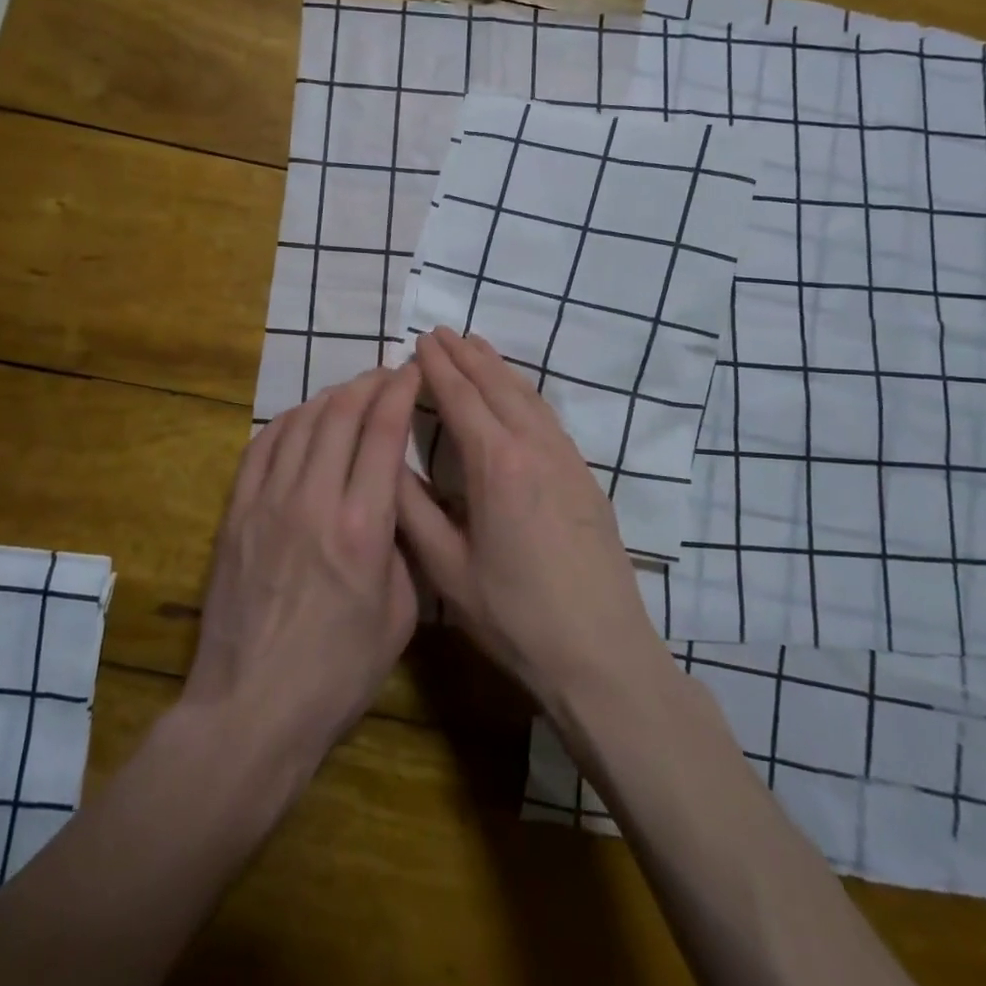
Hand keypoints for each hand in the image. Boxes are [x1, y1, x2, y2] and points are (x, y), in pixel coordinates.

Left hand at [181, 364, 421, 775]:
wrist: (251, 710)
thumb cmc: (337, 674)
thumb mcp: (400, 617)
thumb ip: (401, 549)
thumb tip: (392, 505)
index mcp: (363, 527)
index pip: (383, 432)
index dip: (400, 391)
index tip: (412, 372)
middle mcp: (314, 500)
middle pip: (341, 414)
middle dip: (368, 384)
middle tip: (385, 376)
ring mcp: (267, 503)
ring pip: (300, 422)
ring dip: (329, 397)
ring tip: (349, 395)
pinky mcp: (235, 514)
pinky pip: (261, 447)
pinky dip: (286, 422)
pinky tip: (301, 420)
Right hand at [396, 328, 663, 712]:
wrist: (602, 654)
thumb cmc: (514, 616)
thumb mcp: (447, 569)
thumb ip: (411, 509)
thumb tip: (383, 461)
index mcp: (495, 464)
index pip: (460, 397)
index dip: (437, 367)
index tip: (419, 340)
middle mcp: (534, 447)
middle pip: (496, 385)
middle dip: (466, 355)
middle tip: (441, 331)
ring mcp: (567, 459)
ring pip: (527, 396)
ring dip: (498, 367)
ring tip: (476, 346)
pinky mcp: (585, 476)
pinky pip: (548, 416)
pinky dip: (524, 392)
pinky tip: (518, 395)